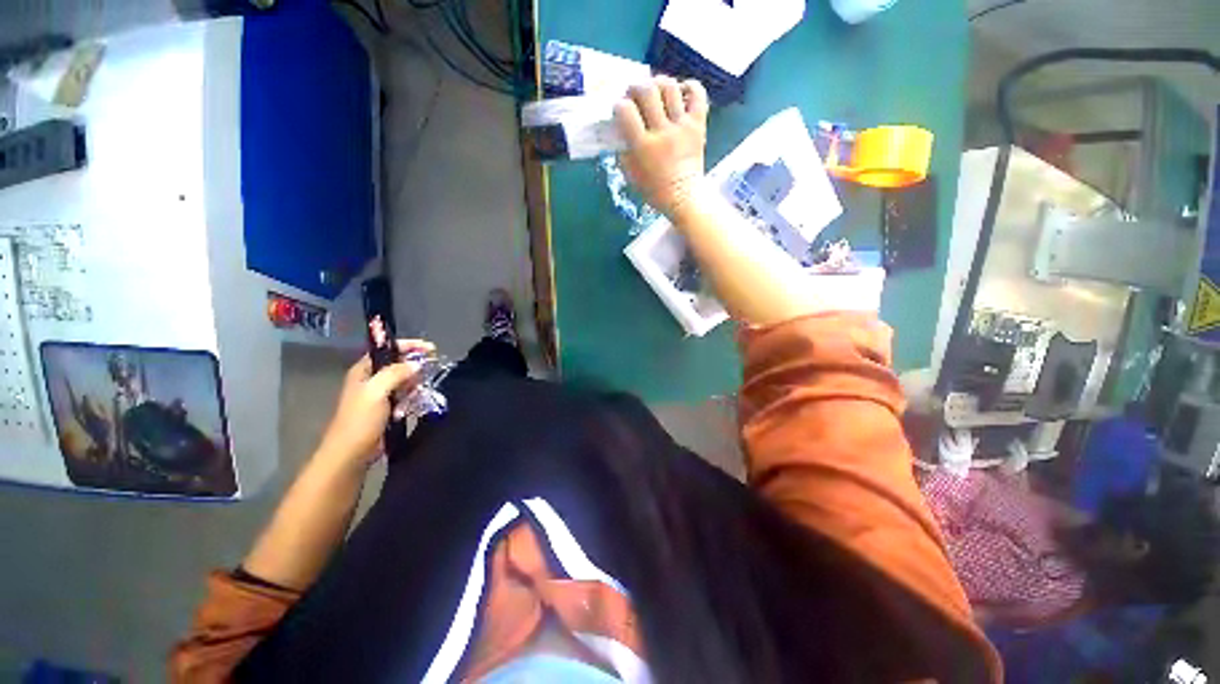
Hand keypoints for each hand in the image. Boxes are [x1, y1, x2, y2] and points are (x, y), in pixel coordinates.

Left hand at [316, 339, 434, 467]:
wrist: (352, 453)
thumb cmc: (360, 420)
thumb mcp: (376, 391)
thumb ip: (396, 373)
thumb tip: (417, 363)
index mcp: (363, 371)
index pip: (387, 349)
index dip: (408, 345)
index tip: (430, 348)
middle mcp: (371, 380)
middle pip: (398, 364)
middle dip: (415, 365)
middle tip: (431, 368)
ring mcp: (379, 395)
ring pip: (404, 380)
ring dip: (415, 383)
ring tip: (423, 388)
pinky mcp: (387, 409)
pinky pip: (405, 395)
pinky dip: (413, 396)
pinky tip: (417, 401)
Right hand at [614, 76, 709, 217]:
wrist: (684, 197)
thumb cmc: (654, 190)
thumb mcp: (630, 175)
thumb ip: (623, 151)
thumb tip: (619, 129)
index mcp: (643, 146)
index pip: (626, 110)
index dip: (619, 106)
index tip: (620, 111)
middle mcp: (662, 132)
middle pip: (647, 90)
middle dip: (636, 87)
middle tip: (635, 96)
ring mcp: (682, 126)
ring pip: (670, 87)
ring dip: (659, 83)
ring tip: (656, 92)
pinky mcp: (698, 125)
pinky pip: (698, 94)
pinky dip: (689, 86)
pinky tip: (680, 93)